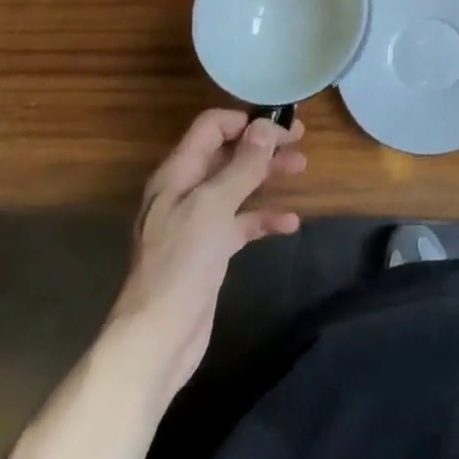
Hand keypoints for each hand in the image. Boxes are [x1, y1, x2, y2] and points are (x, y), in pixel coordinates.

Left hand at [111, 109, 305, 397]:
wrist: (157, 338)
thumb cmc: (182, 263)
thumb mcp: (214, 206)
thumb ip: (242, 165)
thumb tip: (266, 127)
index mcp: (178, 173)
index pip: (211, 127)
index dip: (245, 120)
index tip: (280, 124)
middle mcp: (185, 192)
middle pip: (227, 154)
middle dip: (262, 145)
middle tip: (299, 141)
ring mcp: (197, 223)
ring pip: (237, 186)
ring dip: (267, 175)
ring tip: (301, 168)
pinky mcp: (209, 251)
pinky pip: (240, 223)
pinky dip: (264, 218)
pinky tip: (290, 223)